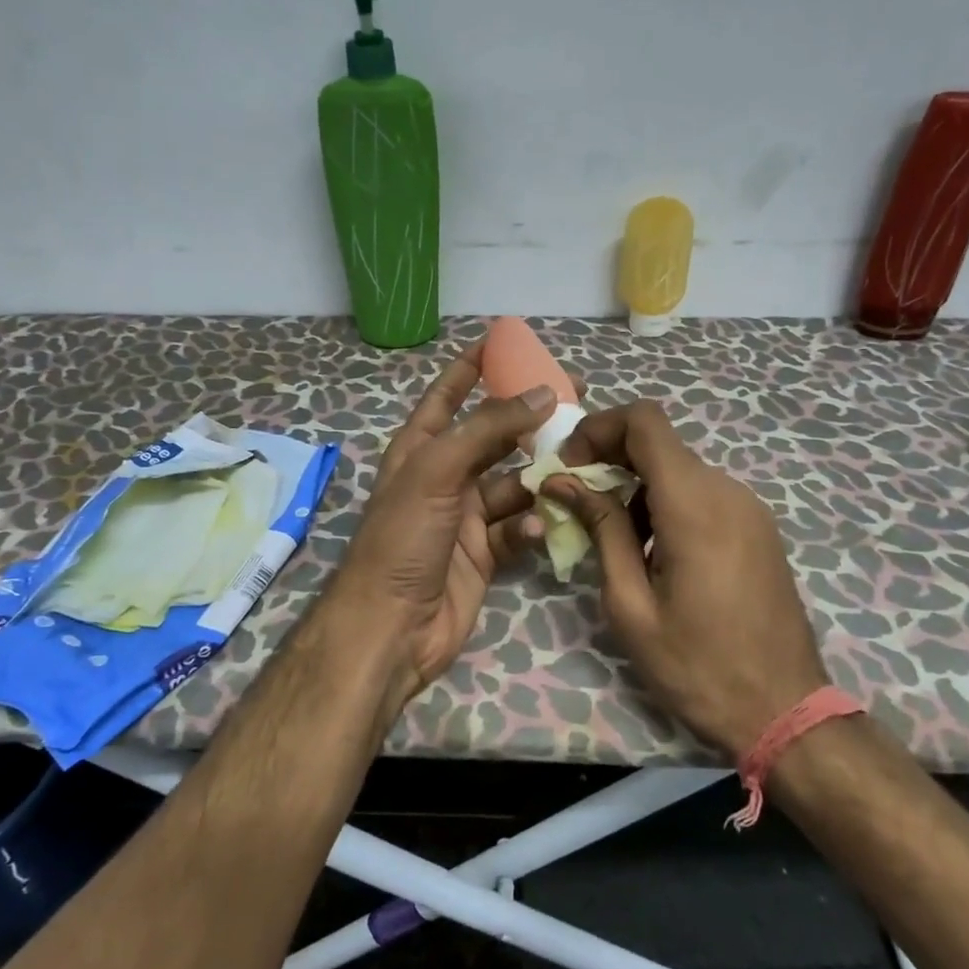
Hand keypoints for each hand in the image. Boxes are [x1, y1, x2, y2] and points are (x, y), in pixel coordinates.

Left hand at [329, 341, 553, 712]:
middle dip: (528, 422)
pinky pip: (518, 527)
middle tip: (576, 403)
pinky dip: (531, 524)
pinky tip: (538, 527)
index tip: (503, 341)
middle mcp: (444, 477)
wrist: (392, 627)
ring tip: (573, 469)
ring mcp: (466, 517)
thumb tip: (542, 392)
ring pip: (514, 483)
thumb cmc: (404, 538)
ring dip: (540, 478)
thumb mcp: (438, 471)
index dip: (471, 368)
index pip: (446, 396)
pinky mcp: (485, 553)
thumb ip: (487, 429)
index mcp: (420, 450)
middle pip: (493, 438)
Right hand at [545, 400, 829, 758]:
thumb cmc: (697, 666)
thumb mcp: (630, 604)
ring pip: (679, 469)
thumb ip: (601, 530)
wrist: (785, 713)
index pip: (644, 421)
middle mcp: (727, 491)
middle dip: (609, 460)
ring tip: (613, 542)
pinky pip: (702, 494)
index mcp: (694, 504)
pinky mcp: (757, 527)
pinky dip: (665, 504)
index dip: (598, 428)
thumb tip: (565, 481)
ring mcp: (749, 508)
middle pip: (659, 443)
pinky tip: (653, 555)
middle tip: (576, 503)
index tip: (569, 465)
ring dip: (636, 488)